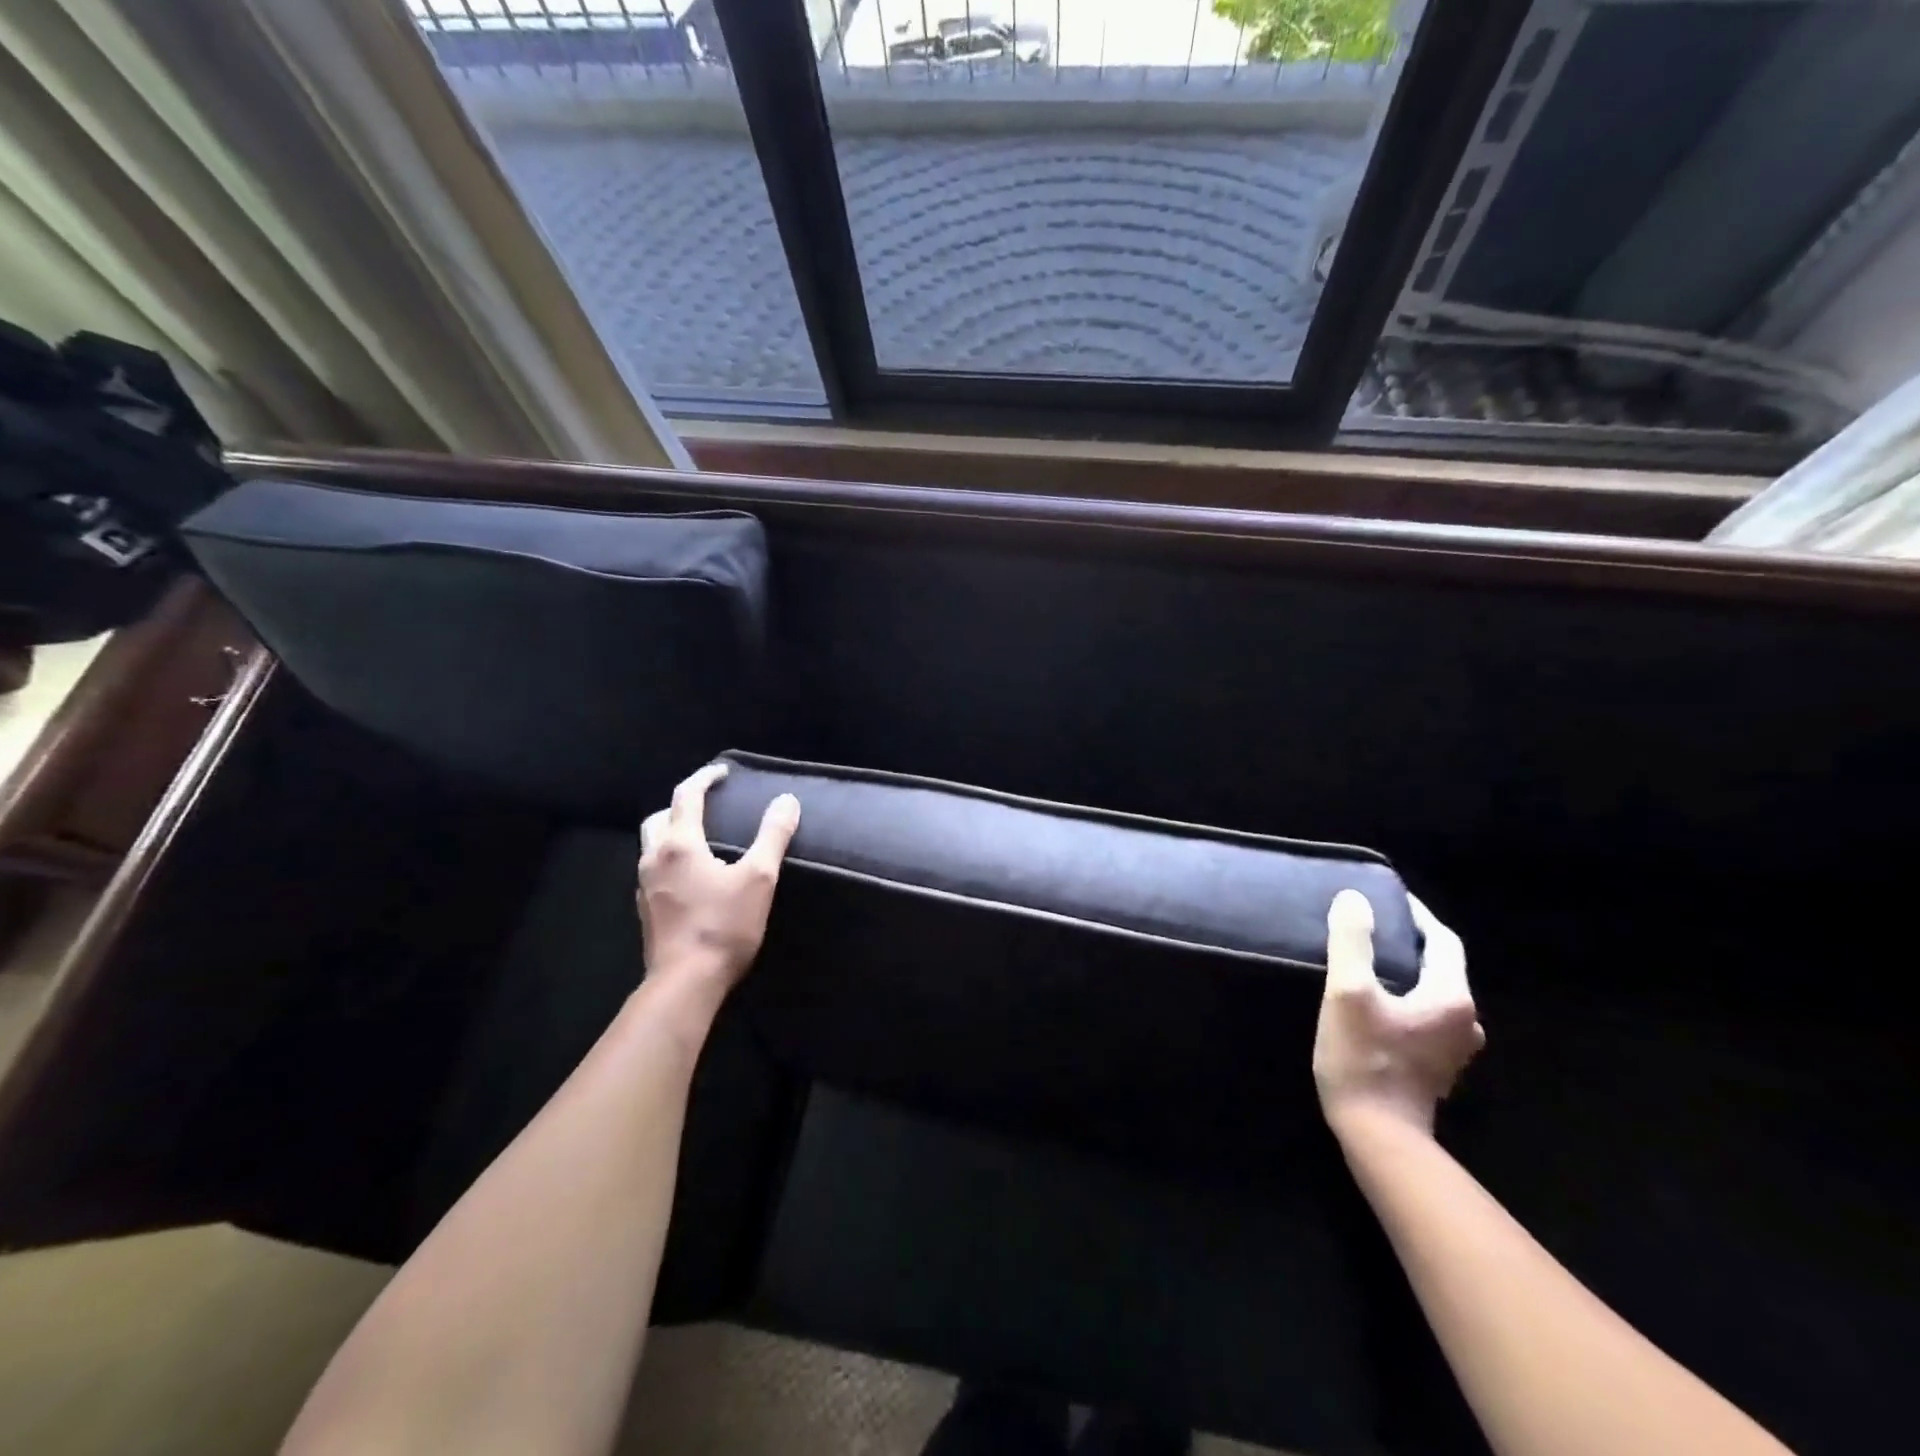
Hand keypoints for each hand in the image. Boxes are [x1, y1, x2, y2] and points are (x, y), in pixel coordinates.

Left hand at [637, 763, 799, 994]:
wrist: (685, 983)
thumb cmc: (724, 926)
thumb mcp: (759, 878)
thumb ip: (773, 836)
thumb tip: (786, 800)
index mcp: (680, 844)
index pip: (687, 795)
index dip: (705, 778)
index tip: (723, 771)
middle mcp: (654, 859)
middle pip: (659, 817)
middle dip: (681, 804)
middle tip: (707, 804)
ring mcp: (645, 887)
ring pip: (651, 845)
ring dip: (671, 832)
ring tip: (700, 838)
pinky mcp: (646, 910)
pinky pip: (654, 871)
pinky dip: (670, 860)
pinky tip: (691, 877)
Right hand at [1314, 889, 1483, 1138]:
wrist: (1378, 1136)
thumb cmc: (1364, 1059)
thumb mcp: (1348, 992)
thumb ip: (1352, 942)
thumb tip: (1354, 899)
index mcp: (1451, 997)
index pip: (1442, 939)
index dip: (1416, 914)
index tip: (1387, 897)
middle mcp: (1465, 1020)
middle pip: (1441, 966)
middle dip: (1409, 942)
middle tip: (1371, 926)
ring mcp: (1454, 1048)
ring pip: (1433, 993)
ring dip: (1408, 972)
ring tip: (1370, 960)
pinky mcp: (1437, 1066)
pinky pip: (1426, 1016)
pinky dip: (1406, 998)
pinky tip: (1378, 1002)